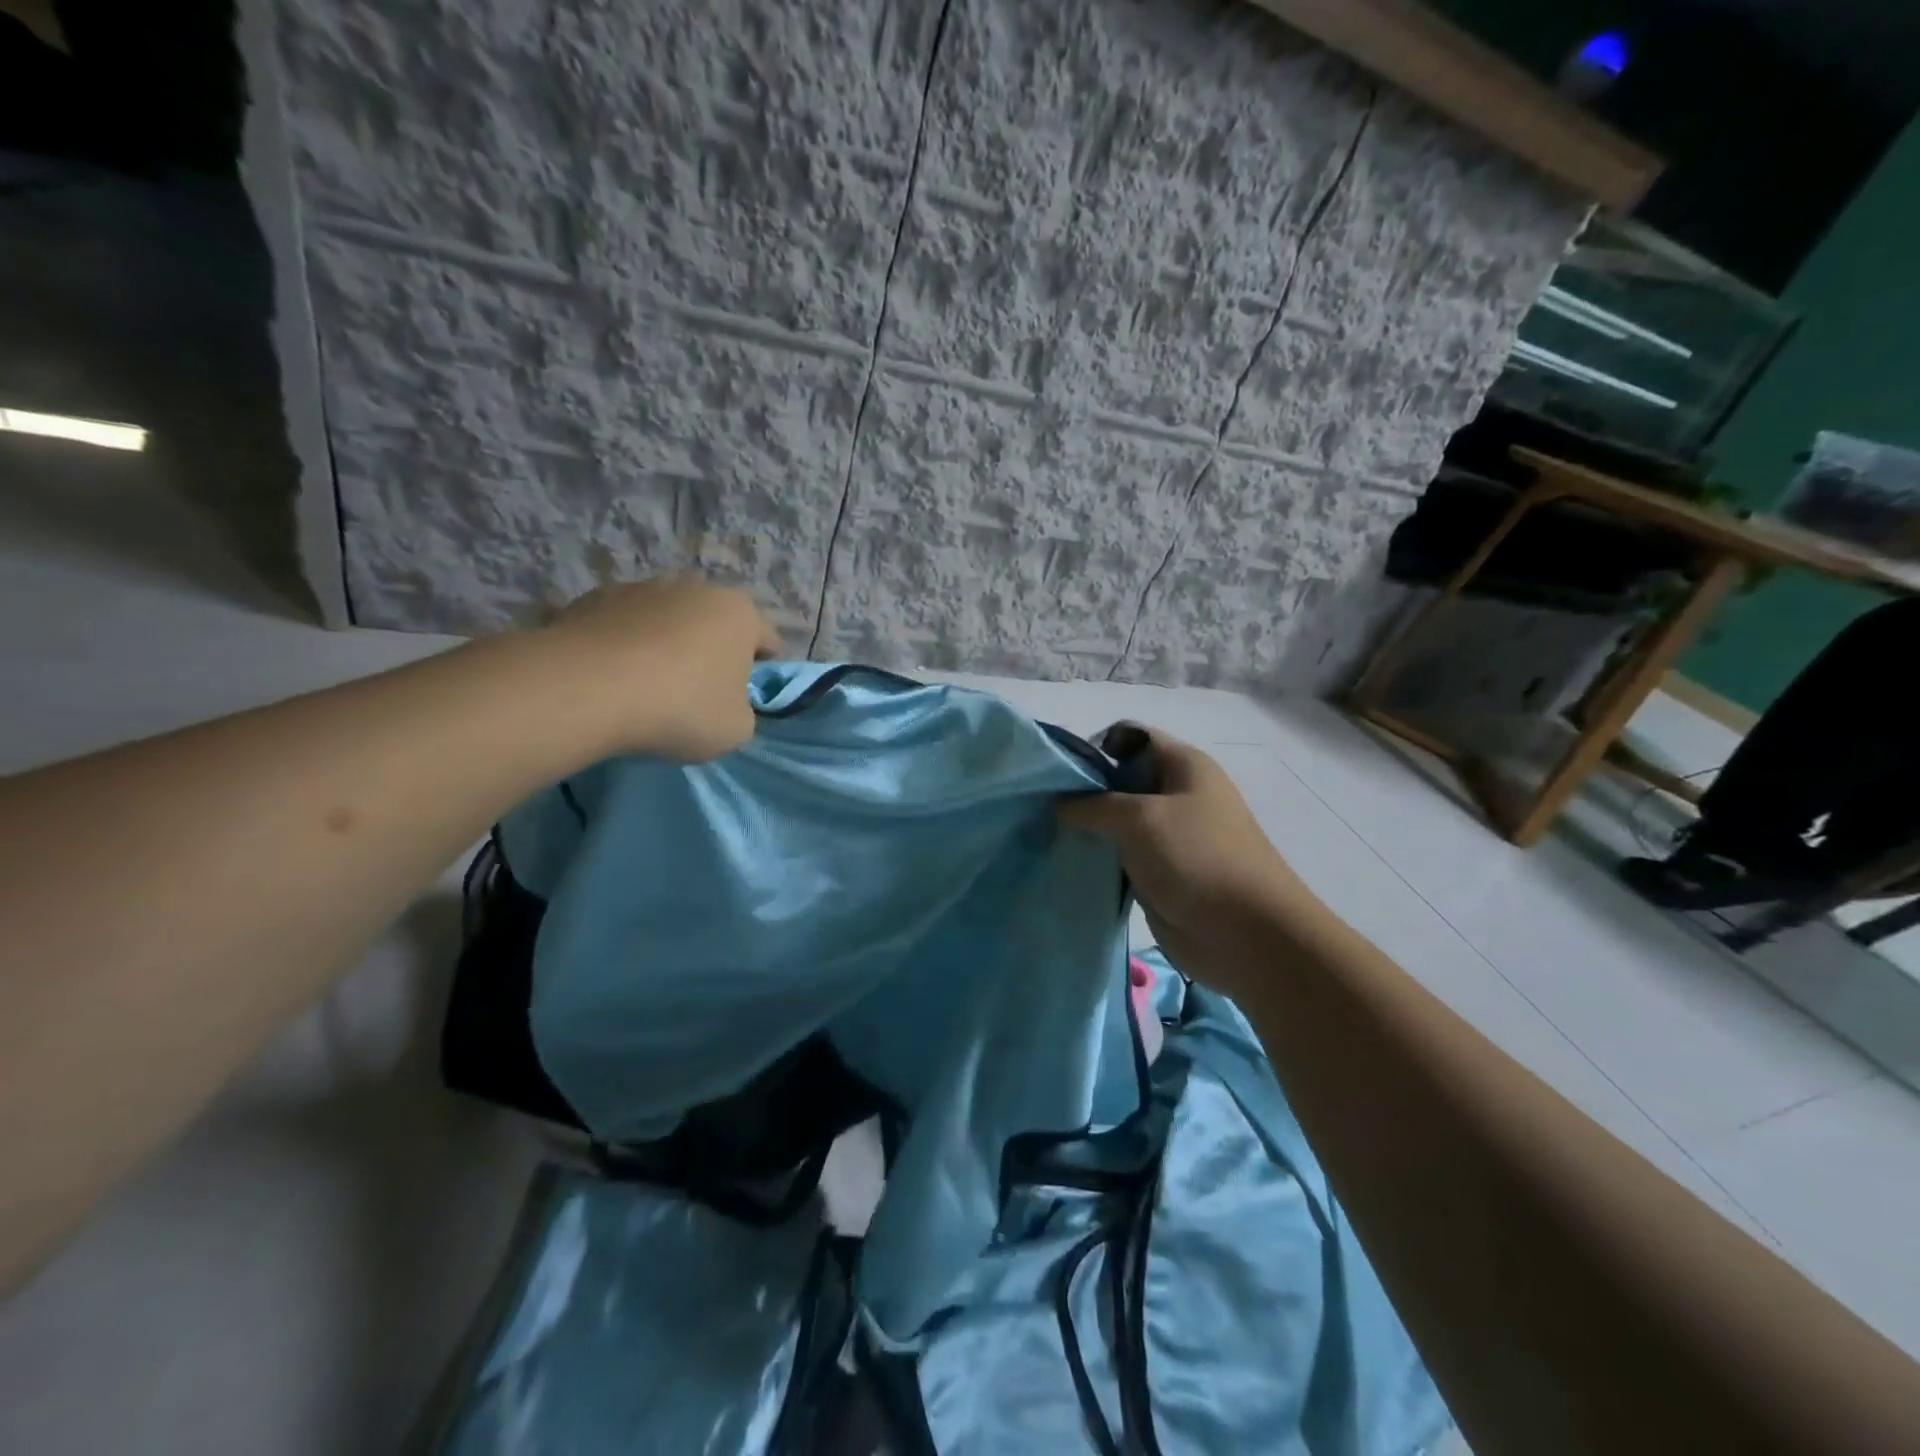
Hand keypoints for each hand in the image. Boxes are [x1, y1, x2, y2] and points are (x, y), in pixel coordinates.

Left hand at [541, 577, 781, 760]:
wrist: (587, 689)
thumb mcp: (736, 729)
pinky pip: (623, 625)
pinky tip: (612, 677)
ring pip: (667, 619)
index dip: (763, 669)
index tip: (747, 697)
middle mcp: (696, 588)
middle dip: (711, 650)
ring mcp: (643, 587)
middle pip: (715, 623)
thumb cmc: (681, 707)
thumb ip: (742, 711)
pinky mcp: (594, 597)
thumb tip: (724, 703)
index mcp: (741, 614)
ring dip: (666, 644)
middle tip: (698, 691)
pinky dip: (624, 644)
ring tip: (647, 684)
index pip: (768, 640)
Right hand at [1059, 727, 1316, 982]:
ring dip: (1088, 829)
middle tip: (1042, 807)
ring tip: (1047, 835)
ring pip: (1117, 821)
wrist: (1247, 935)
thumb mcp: (1139, 818)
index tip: (1055, 773)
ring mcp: (1169, 835)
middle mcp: (1177, 794)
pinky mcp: (1161, 872)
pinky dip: (1098, 858)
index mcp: (1183, 765)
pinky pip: (1122, 856)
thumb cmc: (1196, 858)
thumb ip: (1092, 805)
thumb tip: (1058, 804)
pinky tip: (1068, 863)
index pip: (1129, 737)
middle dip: (1083, 791)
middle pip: (1119, 779)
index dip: (1092, 748)